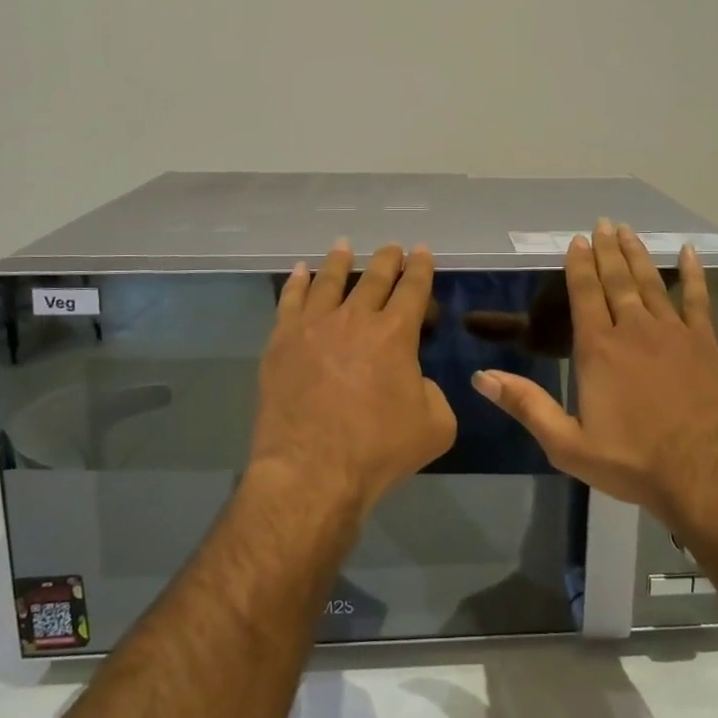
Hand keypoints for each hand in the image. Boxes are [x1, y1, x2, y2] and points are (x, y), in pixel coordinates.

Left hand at [250, 241, 457, 519]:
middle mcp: (355, 318)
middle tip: (392, 247)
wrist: (311, 471)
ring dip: (340, 261)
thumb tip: (414, 381)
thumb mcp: (435, 426)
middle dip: (387, 259)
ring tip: (344, 246)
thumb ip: (432, 393)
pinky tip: (300, 271)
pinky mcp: (281, 342)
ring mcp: (313, 327)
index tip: (422, 251)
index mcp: (396, 333)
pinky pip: (290, 301)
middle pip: (374, 277)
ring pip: (329, 281)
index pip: (413, 288)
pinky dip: (297, 282)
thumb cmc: (378, 450)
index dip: (421, 267)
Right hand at [473, 222, 717, 525]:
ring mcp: (672, 332)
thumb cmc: (632, 461)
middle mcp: (633, 329)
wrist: (704, 475)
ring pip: (651, 282)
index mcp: (598, 349)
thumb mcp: (567, 444)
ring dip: (638, 254)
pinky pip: (698, 299)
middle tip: (603, 223)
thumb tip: (481, 376)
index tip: (576, 240)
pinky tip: (690, 253)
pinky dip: (693, 274)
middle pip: (617, 279)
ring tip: (628, 231)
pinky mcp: (704, 343)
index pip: (584, 293)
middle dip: (607, 250)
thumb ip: (526, 405)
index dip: (579, 264)